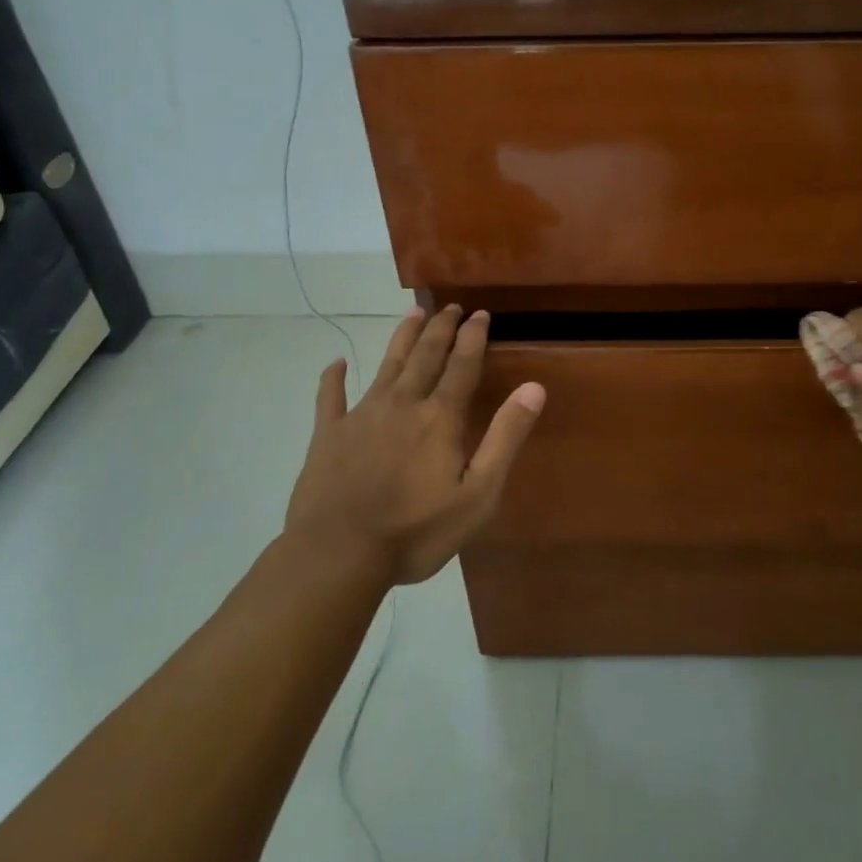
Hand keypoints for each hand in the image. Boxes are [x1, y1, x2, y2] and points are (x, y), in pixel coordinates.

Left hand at [283, 305, 544, 584]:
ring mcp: (361, 416)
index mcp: (439, 418)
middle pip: (425, 356)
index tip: (481, 313)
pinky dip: (333, 378)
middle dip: (440, 328)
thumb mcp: (478, 494)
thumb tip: (534, 387)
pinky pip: (330, 398)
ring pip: (386, 366)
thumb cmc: (416, 531)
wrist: (339, 555)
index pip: (462, 365)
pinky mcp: (328, 435)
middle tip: (450, 306)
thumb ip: (505, 437)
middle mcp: (402, 404)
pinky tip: (336, 363)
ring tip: (413, 313)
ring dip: (402, 338)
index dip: (473, 337)